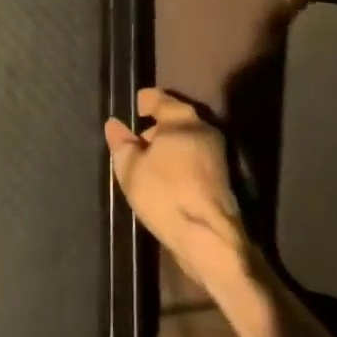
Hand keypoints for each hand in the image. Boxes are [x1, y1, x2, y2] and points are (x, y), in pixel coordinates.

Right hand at [105, 88, 251, 294]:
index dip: (143, 101)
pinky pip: (194, 160)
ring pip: (185, 141)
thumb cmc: (166, 194)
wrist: (210, 238)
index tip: (133, 109)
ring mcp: (217, 153)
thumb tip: (114, 125)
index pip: (159, 98)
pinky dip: (179, 164)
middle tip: (135, 145)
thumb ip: (121, 144)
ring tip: (147, 167)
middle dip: (154, 129)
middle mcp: (203, 128)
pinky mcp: (222, 178)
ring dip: (168, 149)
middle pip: (174, 120)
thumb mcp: (131, 170)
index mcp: (181, 118)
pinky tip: (165, 183)